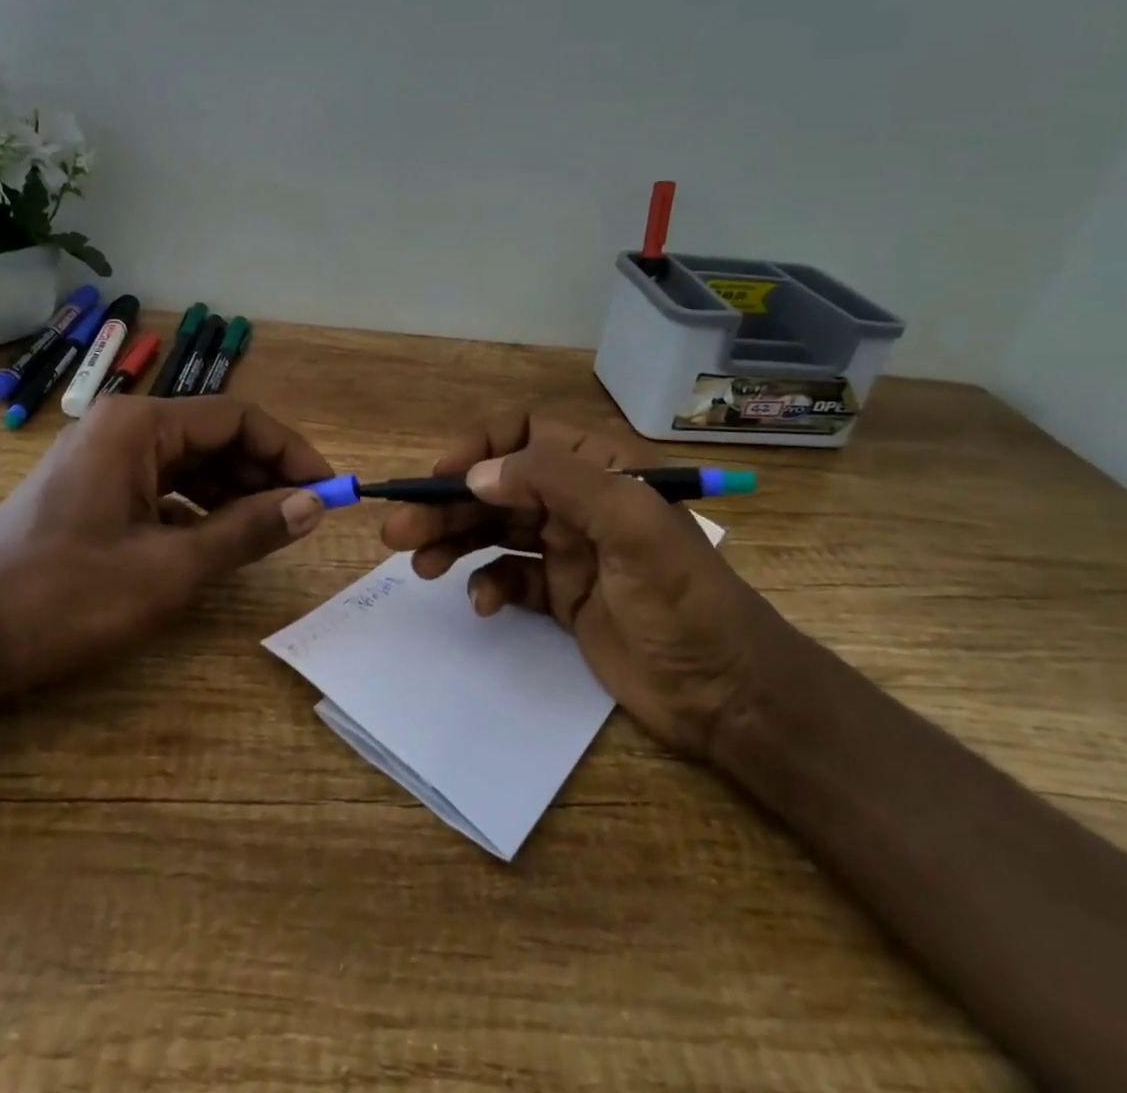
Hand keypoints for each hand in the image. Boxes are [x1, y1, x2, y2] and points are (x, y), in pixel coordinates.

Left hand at [0, 395, 329, 701]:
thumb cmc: (64, 597)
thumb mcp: (170, 568)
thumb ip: (248, 530)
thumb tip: (314, 505)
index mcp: (139, 425)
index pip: (238, 417)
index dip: (290, 451)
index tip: (328, 490)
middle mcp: (121, 427)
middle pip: (215, 436)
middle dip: (264, 472)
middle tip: (304, 516)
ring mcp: (102, 458)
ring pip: (189, 462)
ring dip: (234, 492)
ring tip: (269, 531)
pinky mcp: (90, 490)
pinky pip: (162, 486)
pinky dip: (197, 508)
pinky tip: (215, 541)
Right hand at [379, 413, 781, 756]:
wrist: (727, 694)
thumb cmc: (683, 598)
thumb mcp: (630, 523)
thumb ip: (554, 482)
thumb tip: (475, 474)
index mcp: (599, 468)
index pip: (524, 432)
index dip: (479, 447)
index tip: (441, 477)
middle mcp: (578, 501)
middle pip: (497, 487)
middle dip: (447, 504)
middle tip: (399, 531)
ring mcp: (568, 549)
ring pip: (494, 530)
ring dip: (453, 541)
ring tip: (417, 563)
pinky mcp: (561, 595)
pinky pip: (509, 577)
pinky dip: (488, 584)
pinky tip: (482, 603)